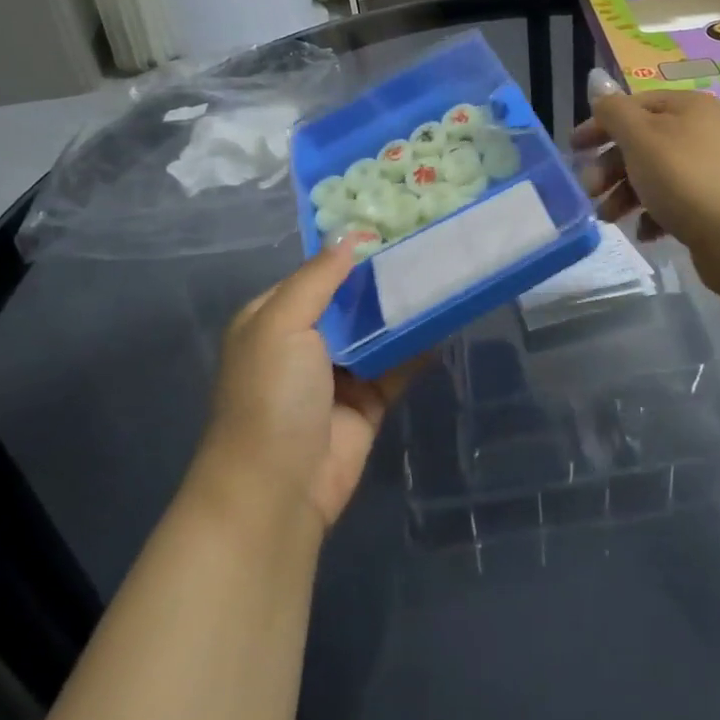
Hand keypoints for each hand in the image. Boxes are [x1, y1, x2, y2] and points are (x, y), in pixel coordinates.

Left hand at [200, 245, 420, 529]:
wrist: (277, 491)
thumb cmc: (271, 397)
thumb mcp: (281, 324)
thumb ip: (318, 278)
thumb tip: (350, 236)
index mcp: (274, 318)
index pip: (317, 274)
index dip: (351, 253)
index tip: (394, 228)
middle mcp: (305, 342)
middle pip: (351, 301)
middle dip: (384, 280)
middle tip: (429, 248)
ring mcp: (338, 373)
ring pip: (378, 331)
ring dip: (405, 311)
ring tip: (444, 276)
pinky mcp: (368, 401)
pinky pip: (398, 365)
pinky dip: (419, 347)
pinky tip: (447, 322)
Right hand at [573, 90, 719, 250]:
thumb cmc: (685, 178)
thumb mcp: (641, 138)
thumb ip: (614, 111)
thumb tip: (599, 86)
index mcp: (688, 106)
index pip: (635, 105)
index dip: (600, 124)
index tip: (573, 149)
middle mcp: (704, 131)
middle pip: (643, 142)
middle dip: (610, 167)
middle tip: (588, 191)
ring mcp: (712, 169)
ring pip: (655, 174)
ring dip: (625, 194)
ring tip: (608, 218)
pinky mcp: (715, 204)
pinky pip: (675, 202)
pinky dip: (653, 214)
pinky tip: (645, 232)